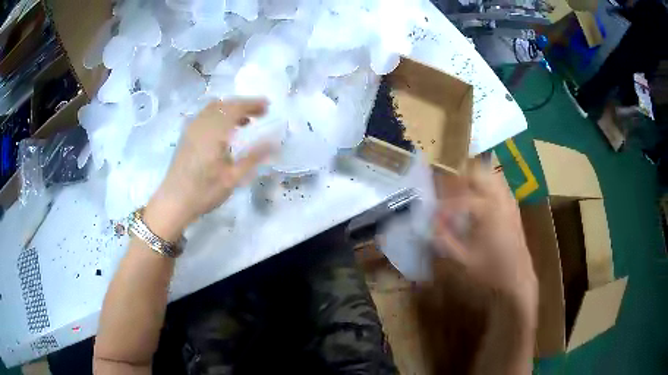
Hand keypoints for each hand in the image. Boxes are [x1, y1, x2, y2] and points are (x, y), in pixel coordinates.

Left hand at [144, 98, 270, 240]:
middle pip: (224, 104)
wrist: (174, 202)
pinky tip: (224, 129)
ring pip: (213, 107)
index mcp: (214, 132)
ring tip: (245, 121)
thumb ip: (253, 157)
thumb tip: (275, 143)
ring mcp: (192, 128)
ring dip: (231, 108)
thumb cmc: (204, 192)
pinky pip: (205, 115)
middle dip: (243, 105)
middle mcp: (202, 124)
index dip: (252, 104)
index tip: (268, 105)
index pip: (235, 108)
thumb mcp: (232, 178)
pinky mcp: (186, 135)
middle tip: (260, 112)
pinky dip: (219, 114)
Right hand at [431, 163, 536, 314]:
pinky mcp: (514, 207)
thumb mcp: (465, 260)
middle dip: (460, 180)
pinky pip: (501, 186)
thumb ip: (446, 241)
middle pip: (479, 174)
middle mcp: (500, 201)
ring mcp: (509, 202)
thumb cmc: (492, 271)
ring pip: (492, 176)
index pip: (461, 199)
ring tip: (462, 192)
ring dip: (475, 180)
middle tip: (447, 192)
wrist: (519, 278)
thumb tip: (431, 226)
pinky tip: (480, 200)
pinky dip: (488, 186)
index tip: (434, 214)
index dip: (445, 205)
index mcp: (488, 212)